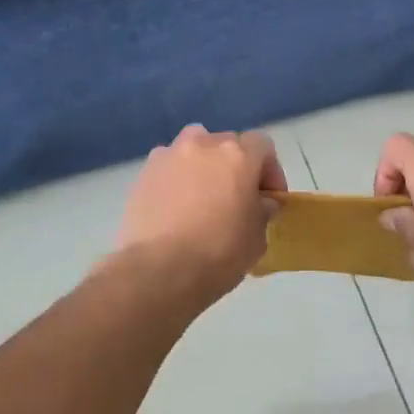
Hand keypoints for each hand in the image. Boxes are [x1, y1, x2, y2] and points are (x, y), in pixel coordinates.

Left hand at [115, 124, 286, 303]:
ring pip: (193, 149)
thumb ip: (263, 210)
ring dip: (203, 166)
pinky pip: (168, 168)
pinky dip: (175, 180)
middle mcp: (203, 144)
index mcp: (238, 155)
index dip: (269, 170)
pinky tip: (175, 208)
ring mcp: (169, 156)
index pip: (262, 145)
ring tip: (203, 197)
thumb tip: (261, 202)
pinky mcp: (144, 174)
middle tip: (236, 198)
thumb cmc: (219, 252)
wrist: (159, 270)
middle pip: (226, 144)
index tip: (269, 198)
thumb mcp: (257, 237)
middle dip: (235, 166)